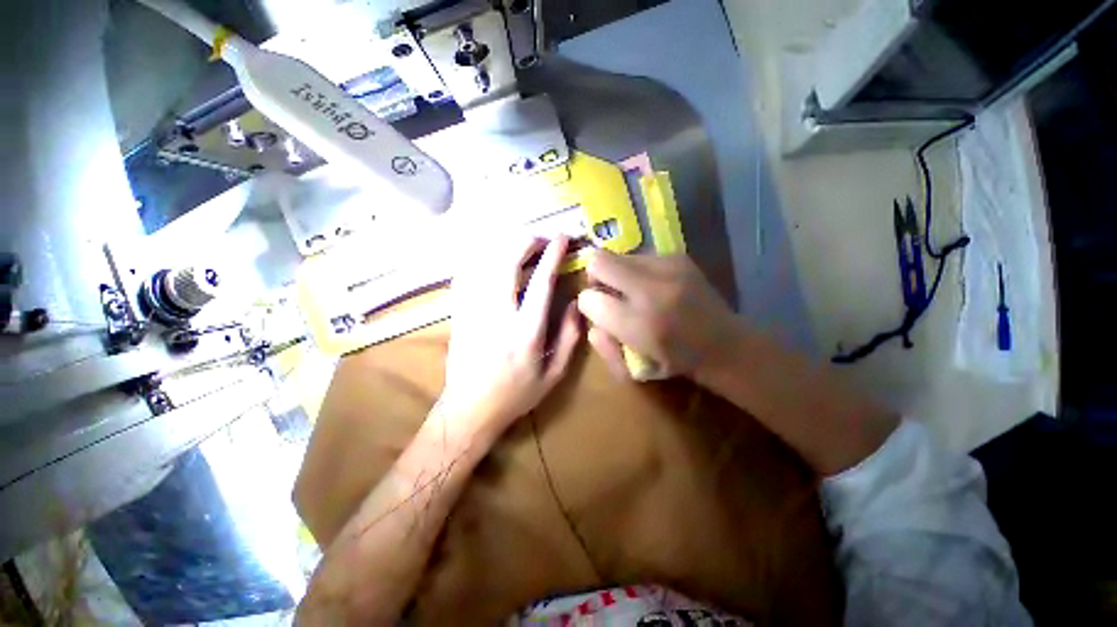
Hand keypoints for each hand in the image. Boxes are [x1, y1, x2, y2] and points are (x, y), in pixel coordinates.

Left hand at [440, 235, 581, 435]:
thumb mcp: (554, 374)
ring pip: (485, 263)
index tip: (562, 238)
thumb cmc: (516, 394)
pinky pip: (468, 274)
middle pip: (507, 263)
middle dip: (526, 242)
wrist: (469, 409)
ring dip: (505, 247)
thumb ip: (569, 337)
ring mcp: (473, 312)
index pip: (541, 282)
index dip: (552, 255)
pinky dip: (483, 259)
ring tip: (522, 246)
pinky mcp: (459, 313)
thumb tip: (576, 304)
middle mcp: (498, 316)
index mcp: (526, 332)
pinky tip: (495, 259)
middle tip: (541, 240)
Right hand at [577, 251, 740, 381]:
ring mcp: (667, 267)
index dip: (588, 304)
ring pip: (617, 255)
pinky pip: (639, 256)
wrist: (725, 344)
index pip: (588, 299)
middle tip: (607, 293)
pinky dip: (635, 270)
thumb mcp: (633, 371)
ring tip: (633, 292)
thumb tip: (591, 323)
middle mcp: (651, 289)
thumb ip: (604, 347)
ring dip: (616, 273)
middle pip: (598, 261)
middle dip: (594, 277)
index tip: (599, 312)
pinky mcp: (678, 257)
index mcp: (638, 323)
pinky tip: (651, 286)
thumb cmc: (675, 361)